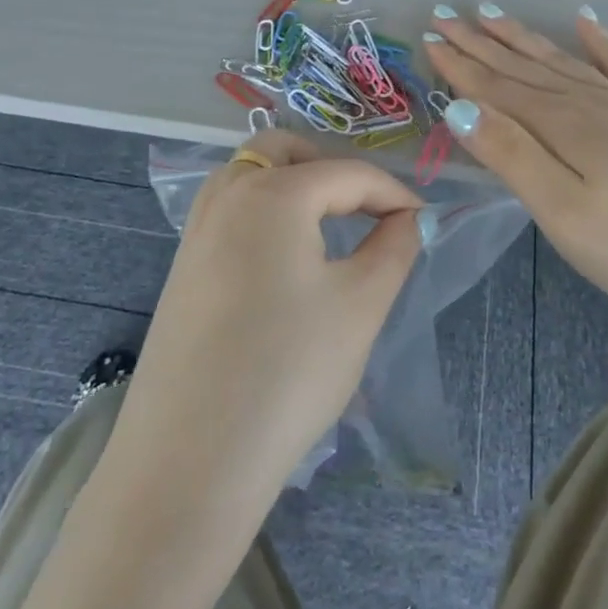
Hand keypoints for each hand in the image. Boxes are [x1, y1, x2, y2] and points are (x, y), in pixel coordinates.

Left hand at [106, 131, 424, 513]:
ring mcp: (195, 230)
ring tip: (329, 228)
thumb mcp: (361, 304)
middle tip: (368, 210)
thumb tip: (407, 219)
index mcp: (273, 192)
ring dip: (294, 184)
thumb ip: (394, 246)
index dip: (395, 194)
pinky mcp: (182, 267)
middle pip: (285, 149)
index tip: (425, 222)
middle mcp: (226, 195)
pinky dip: (265, 211)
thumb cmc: (289, 370)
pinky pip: (230, 211)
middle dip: (333, 168)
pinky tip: (286, 261)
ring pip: (250, 174)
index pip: (349, 174)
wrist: (190, 459)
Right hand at [422, 6, 607, 328]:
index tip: (431, 36)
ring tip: (494, 13)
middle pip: (524, 67)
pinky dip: (600, 41)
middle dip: (482, 42)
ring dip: (525, 37)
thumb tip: (459, 107)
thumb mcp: (563, 212)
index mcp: (562, 126)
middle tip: (448, 14)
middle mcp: (590, 102)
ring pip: (563, 60)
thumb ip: (512, 155)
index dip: (460, 64)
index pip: (497, 87)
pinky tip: (586, 20)